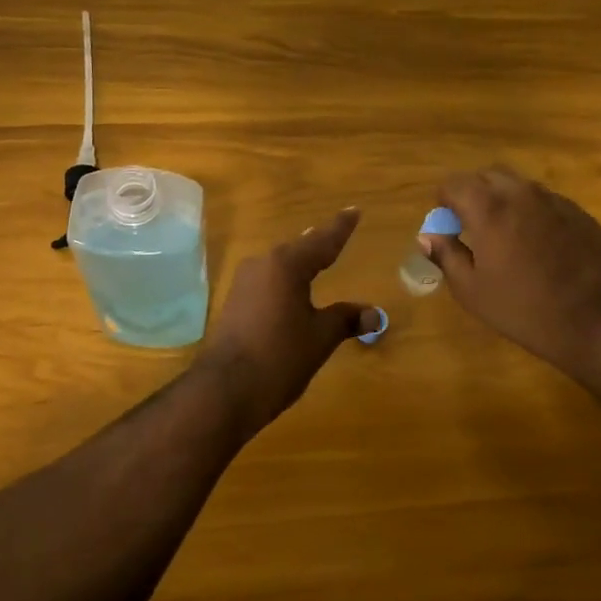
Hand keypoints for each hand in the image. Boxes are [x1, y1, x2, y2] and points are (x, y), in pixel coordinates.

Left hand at [196, 208, 376, 432]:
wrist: (226, 389)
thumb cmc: (280, 356)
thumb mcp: (320, 337)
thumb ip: (346, 320)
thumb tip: (374, 314)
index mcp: (286, 265)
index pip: (322, 240)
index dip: (340, 228)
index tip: (354, 211)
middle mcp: (262, 265)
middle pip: (298, 249)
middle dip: (318, 242)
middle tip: (337, 232)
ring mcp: (244, 284)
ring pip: (280, 265)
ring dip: (299, 261)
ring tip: (317, 256)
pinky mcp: (235, 303)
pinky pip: (268, 282)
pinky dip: (286, 281)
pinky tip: (292, 288)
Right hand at [420, 168, 600, 387]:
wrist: (598, 323)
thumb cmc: (524, 310)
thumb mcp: (472, 291)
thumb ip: (446, 255)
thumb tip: (429, 236)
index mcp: (489, 209)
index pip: (454, 183)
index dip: (444, 201)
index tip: (447, 225)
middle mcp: (522, 194)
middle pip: (488, 175)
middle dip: (474, 194)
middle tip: (472, 227)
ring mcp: (556, 201)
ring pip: (519, 186)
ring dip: (504, 201)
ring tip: (506, 238)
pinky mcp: (581, 214)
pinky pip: (546, 202)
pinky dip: (532, 214)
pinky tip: (539, 248)